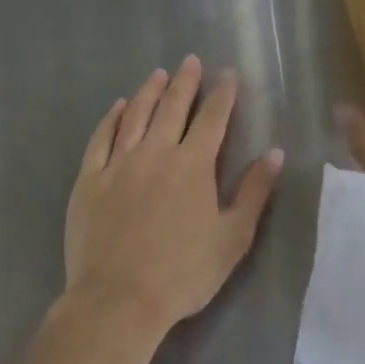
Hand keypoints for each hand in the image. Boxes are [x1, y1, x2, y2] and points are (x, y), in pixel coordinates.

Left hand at [64, 56, 283, 334]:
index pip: (213, 118)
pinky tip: (118, 107)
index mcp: (193, 164)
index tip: (227, 74)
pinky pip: (101, 139)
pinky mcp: (90, 180)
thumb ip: (254, 191)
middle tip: (190, 61)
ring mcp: (119, 164)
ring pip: (136, 115)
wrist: (118, 302)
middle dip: (185, 81)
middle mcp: (156, 152)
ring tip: (158, 74)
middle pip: (173, 107)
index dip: (222, 93)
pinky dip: (111, 118)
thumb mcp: (233, 237)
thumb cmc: (183, 272)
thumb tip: (274, 152)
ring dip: (149, 91)